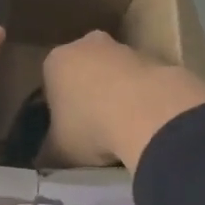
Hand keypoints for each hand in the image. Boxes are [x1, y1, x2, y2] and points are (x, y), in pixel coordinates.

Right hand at [42, 31, 204, 170]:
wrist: (150, 114)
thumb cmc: (90, 128)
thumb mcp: (58, 151)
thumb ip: (49, 152)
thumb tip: (46, 159)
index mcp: (55, 62)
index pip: (50, 84)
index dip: (58, 109)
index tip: (67, 131)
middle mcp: (87, 45)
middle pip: (84, 73)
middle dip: (89, 95)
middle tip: (95, 129)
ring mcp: (125, 48)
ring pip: (116, 75)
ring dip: (119, 96)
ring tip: (124, 131)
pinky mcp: (158, 58)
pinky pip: (143, 82)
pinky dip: (144, 99)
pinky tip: (147, 124)